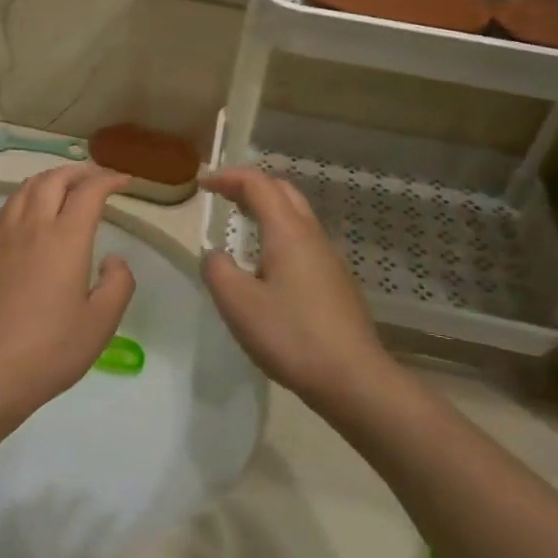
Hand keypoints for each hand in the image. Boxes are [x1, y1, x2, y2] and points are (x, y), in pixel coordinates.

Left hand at [0, 166, 136, 422]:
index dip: (108, 180)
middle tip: (93, 177)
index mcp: (65, 238)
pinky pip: (4, 212)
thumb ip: (118, 283)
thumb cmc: (50, 349)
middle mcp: (31, 226)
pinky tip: (27, 220)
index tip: (123, 181)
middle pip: (53, 179)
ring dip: (48, 181)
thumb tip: (113, 258)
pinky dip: (24, 202)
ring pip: (24, 190)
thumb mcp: (101, 323)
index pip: (89, 192)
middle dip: (77, 171)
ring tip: (61, 188)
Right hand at [199, 167, 383, 409]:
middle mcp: (311, 236)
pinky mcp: (336, 282)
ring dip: (267, 209)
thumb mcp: (238, 304)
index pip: (257, 184)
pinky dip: (280, 234)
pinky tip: (267, 265)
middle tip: (223, 196)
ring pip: (297, 216)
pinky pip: (304, 241)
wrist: (354, 379)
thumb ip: (217, 270)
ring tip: (242, 225)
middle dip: (251, 186)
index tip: (203, 185)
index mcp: (288, 231)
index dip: (228, 177)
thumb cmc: (291, 336)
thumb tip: (215, 256)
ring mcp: (329, 259)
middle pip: (283, 191)